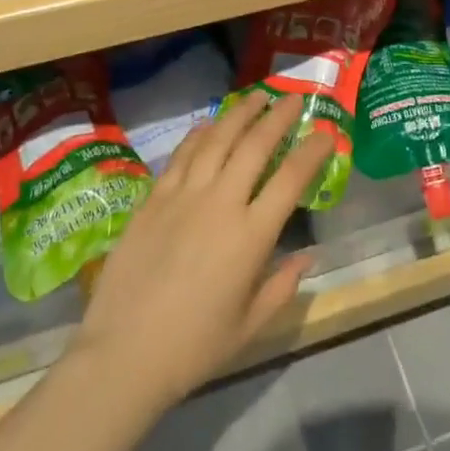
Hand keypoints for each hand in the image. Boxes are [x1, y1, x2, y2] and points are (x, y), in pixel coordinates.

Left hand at [70, 90, 331, 413]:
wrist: (124, 354)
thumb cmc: (195, 347)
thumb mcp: (251, 325)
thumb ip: (283, 285)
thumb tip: (308, 255)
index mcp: (251, 236)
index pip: (291, 178)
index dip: (312, 150)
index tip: (325, 133)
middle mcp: (221, 203)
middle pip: (255, 145)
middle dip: (278, 116)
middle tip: (293, 98)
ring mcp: (184, 195)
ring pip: (217, 139)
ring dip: (240, 113)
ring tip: (256, 97)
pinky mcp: (154, 197)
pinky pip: (182, 155)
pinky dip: (199, 134)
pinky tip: (208, 124)